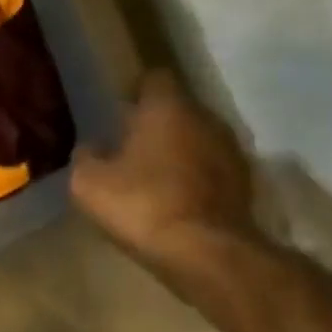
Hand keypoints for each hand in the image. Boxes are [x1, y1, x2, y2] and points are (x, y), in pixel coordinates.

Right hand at [71, 70, 258, 283]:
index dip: (135, 91)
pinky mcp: (245, 182)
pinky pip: (212, 169)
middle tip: (129, 148)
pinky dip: (195, 178)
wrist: (205, 252)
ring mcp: (231, 150)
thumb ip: (86, 157)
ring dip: (178, 152)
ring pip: (197, 139)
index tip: (118, 111)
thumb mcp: (89, 184)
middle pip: (178, 110)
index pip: (153, 78)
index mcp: (167, 108)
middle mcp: (206, 117)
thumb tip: (91, 148)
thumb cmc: (142, 206)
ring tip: (153, 177)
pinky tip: (176, 201)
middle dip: (156, 124)